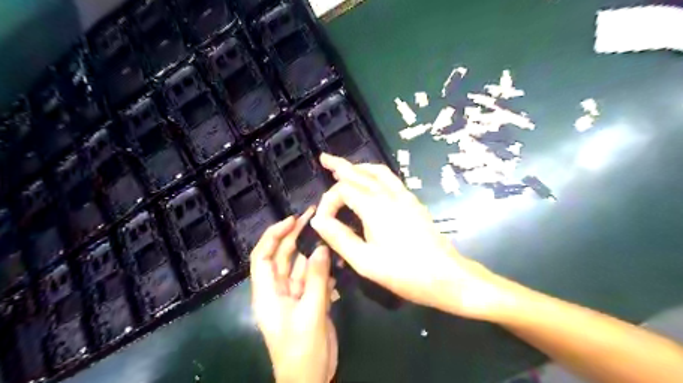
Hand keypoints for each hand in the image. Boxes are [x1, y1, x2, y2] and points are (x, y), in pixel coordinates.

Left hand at [249, 210, 336, 382]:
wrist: (310, 380)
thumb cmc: (302, 350)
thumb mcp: (311, 313)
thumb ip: (317, 279)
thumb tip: (321, 248)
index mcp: (267, 293)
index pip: (263, 255)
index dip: (274, 234)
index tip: (292, 219)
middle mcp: (278, 290)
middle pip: (283, 256)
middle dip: (295, 235)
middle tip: (313, 216)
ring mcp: (294, 295)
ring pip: (301, 266)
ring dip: (313, 252)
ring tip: (329, 235)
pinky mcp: (308, 301)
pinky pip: (314, 278)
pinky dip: (323, 270)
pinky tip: (336, 263)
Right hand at [311, 152, 508, 319]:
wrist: (446, 276)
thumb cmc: (404, 273)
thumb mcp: (365, 262)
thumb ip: (339, 238)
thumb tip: (318, 220)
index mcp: (375, 207)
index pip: (343, 190)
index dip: (328, 201)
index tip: (322, 221)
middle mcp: (389, 195)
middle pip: (360, 173)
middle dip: (340, 165)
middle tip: (324, 158)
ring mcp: (404, 196)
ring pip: (377, 171)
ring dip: (359, 166)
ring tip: (345, 166)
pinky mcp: (413, 202)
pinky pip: (391, 178)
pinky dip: (375, 173)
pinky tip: (372, 179)